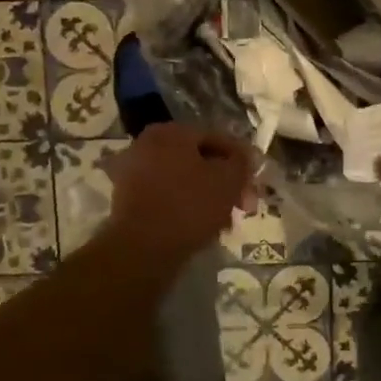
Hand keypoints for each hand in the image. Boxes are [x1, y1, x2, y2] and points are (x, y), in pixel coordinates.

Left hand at [104, 122, 255, 261]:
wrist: (141, 248)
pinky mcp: (127, 198)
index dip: (240, 161)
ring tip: (224, 221)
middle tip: (242, 206)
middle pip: (198, 159)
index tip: (253, 184)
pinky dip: (185, 205)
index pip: (217, 138)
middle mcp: (147, 143)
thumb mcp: (228, 180)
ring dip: (206, 195)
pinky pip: (166, 195)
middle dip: (223, 182)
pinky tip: (200, 226)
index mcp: (171, 131)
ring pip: (183, 179)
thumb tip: (242, 157)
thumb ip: (241, 162)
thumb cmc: (189, 206)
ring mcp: (133, 170)